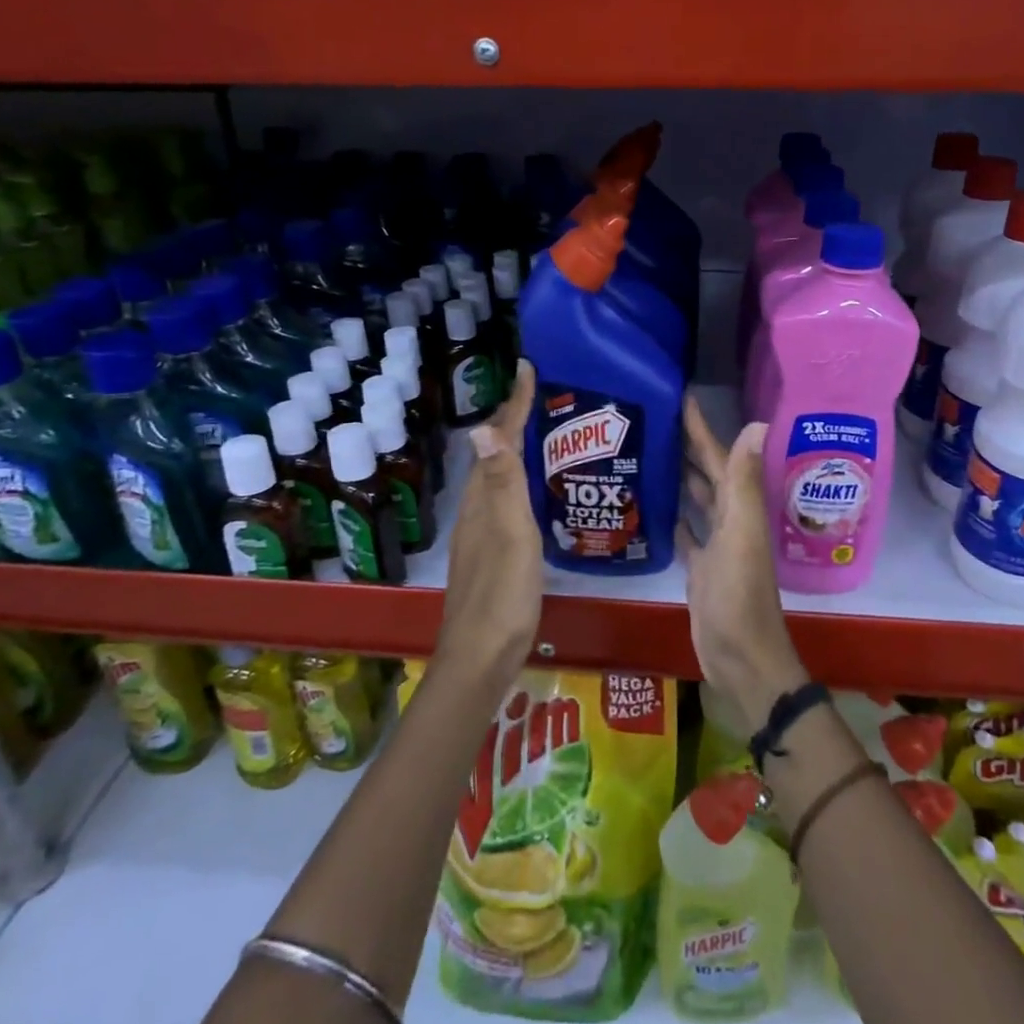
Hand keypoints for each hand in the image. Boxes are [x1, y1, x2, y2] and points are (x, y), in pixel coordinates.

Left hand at [440, 361, 543, 686]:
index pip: (498, 440)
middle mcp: (478, 509)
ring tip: (544, 433)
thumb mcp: (510, 535)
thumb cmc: (502, 593)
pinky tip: (537, 492)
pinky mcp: (493, 552)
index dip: (513, 404)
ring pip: (499, 477)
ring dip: (516, 449)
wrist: (482, 656)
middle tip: (542, 396)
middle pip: (495, 454)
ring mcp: (483, 532)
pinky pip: (505, 500)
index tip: (527, 368)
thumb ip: (502, 484)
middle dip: (515, 420)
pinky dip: (520, 481)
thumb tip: (483, 429)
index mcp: (483, 500)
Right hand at [678, 396, 808, 731]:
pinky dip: (672, 513)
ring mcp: (714, 543)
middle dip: (685, 444)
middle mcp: (728, 518)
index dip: (700, 426)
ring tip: (647, 450)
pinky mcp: (698, 566)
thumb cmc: (740, 596)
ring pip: (695, 498)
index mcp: (739, 506)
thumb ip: (745, 482)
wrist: (741, 659)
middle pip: (705, 472)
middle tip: (651, 418)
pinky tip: (652, 502)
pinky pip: (684, 531)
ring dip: (678, 475)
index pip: (718, 455)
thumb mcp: (741, 535)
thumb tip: (758, 423)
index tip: (678, 395)